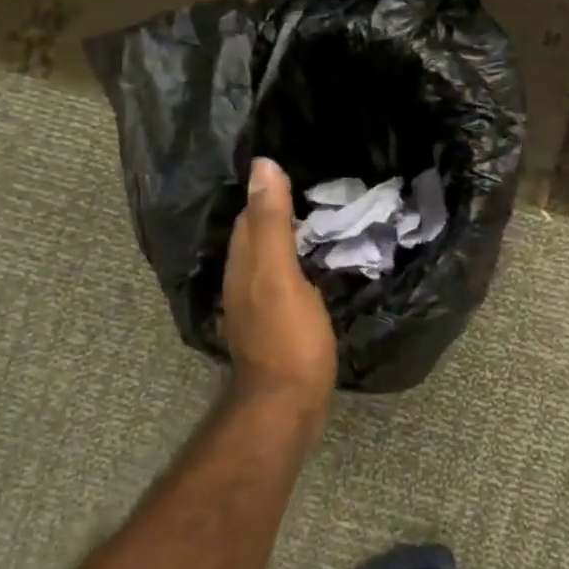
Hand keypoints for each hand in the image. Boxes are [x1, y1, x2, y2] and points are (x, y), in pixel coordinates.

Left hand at [223, 158, 336, 410]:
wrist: (287, 403)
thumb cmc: (288, 338)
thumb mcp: (280, 275)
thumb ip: (272, 222)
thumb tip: (262, 165)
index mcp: (244, 263)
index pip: (251, 213)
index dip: (271, 189)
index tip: (300, 167)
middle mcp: (244, 279)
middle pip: (258, 233)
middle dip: (280, 208)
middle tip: (320, 187)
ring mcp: (259, 303)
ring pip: (271, 257)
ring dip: (291, 237)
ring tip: (324, 218)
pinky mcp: (277, 322)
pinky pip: (286, 279)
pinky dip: (300, 263)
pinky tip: (319, 264)